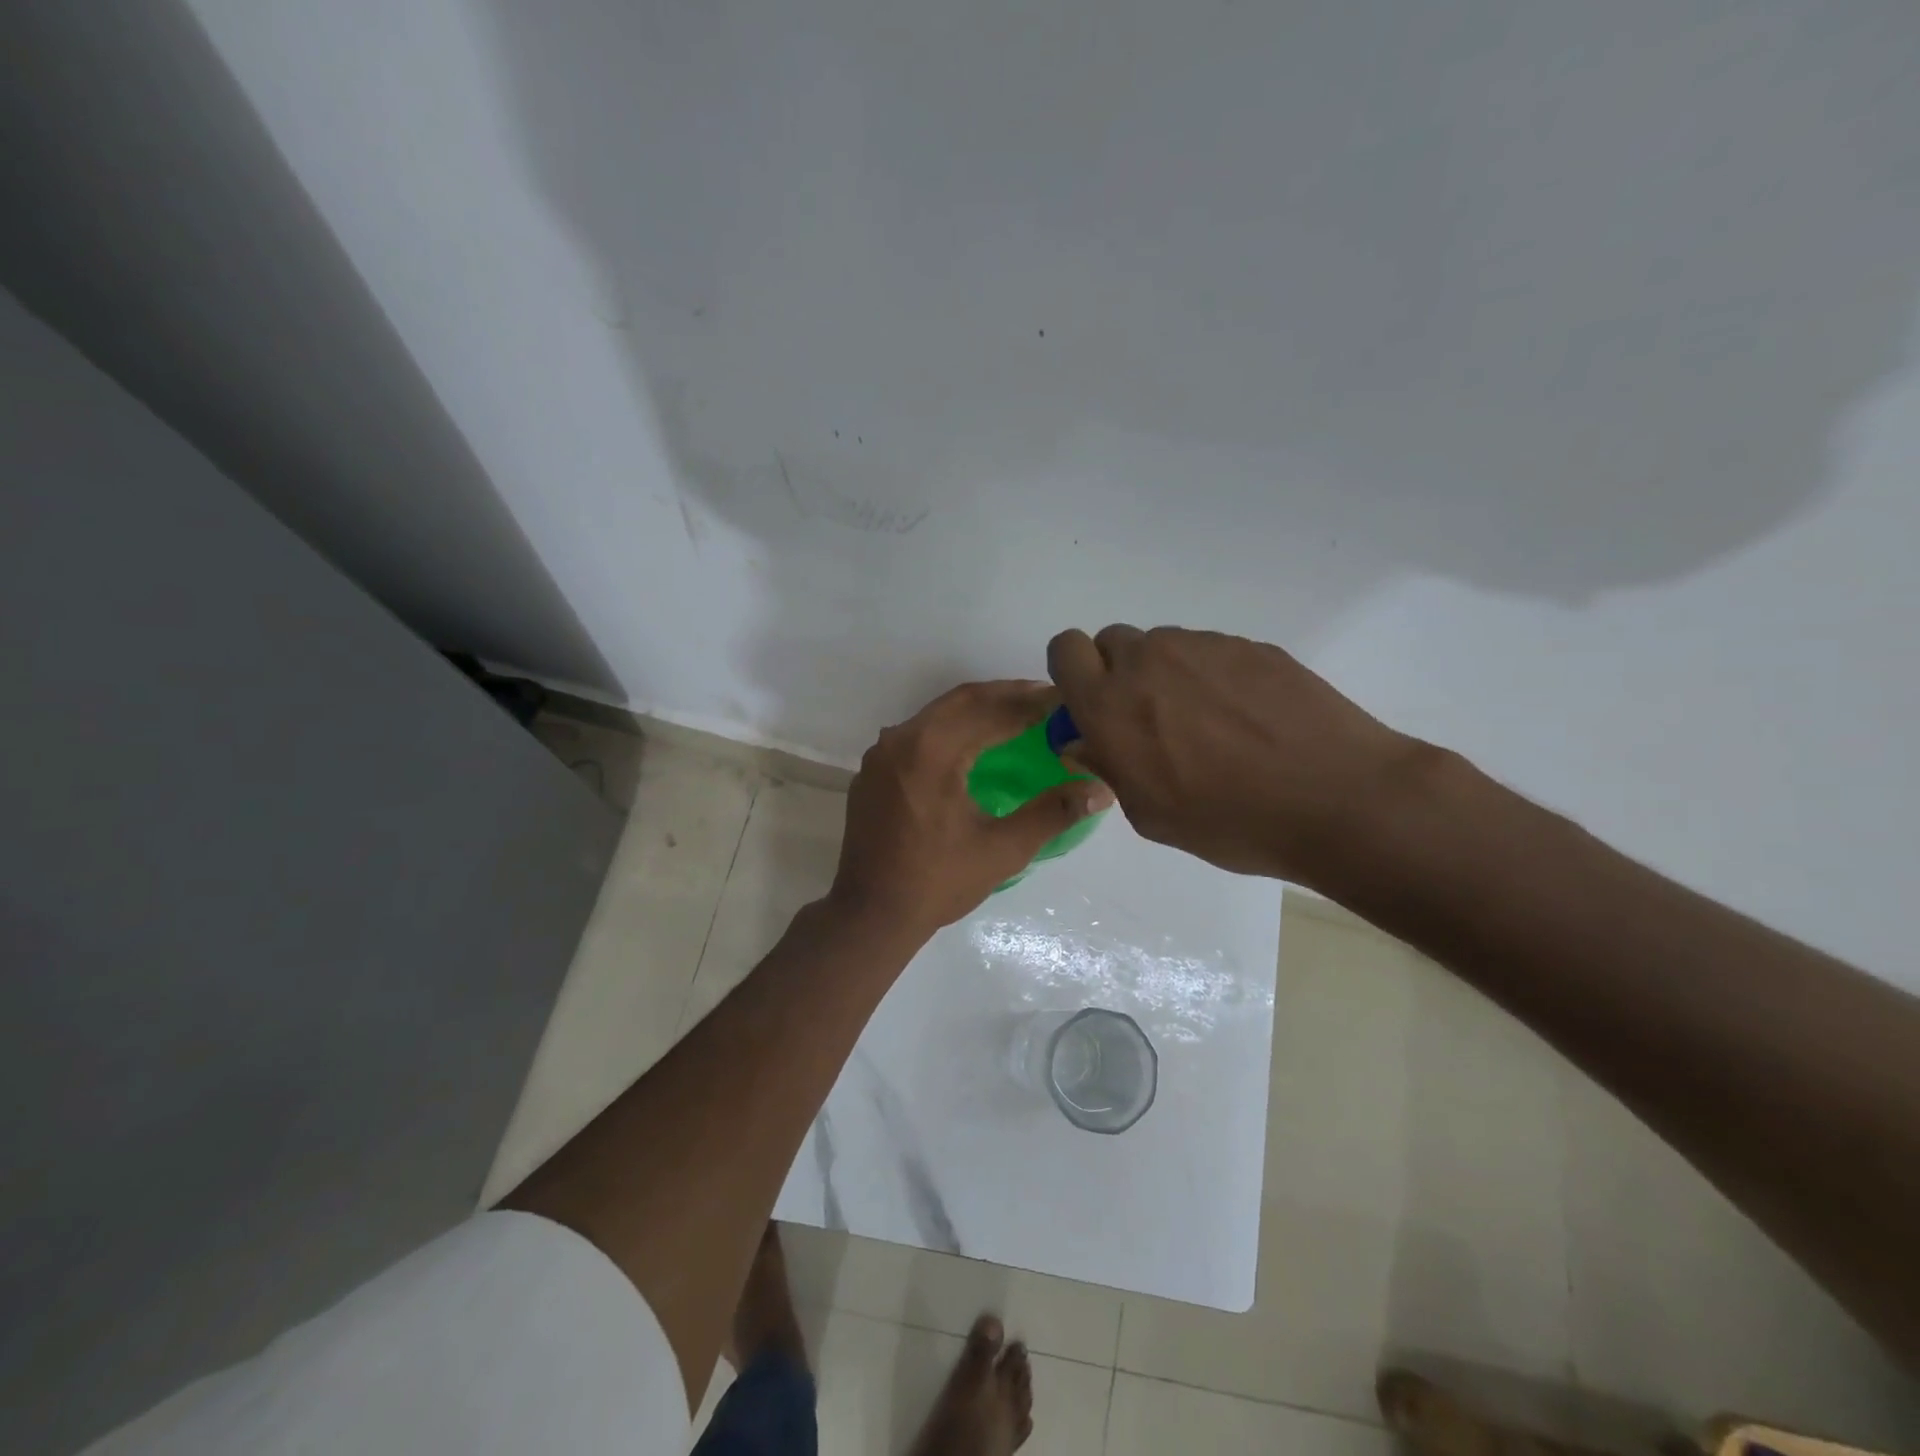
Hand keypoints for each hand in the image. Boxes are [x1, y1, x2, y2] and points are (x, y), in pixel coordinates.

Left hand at [829, 681, 1114, 939]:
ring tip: (1014, 715)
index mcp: (932, 751)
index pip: (991, 711)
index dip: (1031, 704)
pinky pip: (916, 735)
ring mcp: (881, 754)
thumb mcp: (1003, 850)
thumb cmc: (938, 882)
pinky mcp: (872, 771)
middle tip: (1044, 699)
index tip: (1063, 700)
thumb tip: (1101, 789)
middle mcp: (901, 739)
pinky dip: (949, 729)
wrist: (870, 914)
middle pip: (962, 701)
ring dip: (976, 709)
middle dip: (1005, 696)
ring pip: (936, 715)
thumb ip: (1053, 813)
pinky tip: (970, 744)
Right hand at [1047, 625, 1419, 885]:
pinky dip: (1214, 676)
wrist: (1336, 798)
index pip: (1064, 649)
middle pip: (1111, 642)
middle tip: (1149, 718)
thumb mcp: (1151, 813)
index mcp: (1111, 704)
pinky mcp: (1250, 645)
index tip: (1092, 703)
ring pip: (1163, 646)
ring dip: (1167, 675)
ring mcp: (1204, 647)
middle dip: (1117, 672)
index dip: (1072, 672)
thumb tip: (1087, 740)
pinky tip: (1248, 718)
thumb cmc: (1231, 821)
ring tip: (1209, 723)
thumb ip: (1109, 766)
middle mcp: (1149, 661)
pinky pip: (1210, 652)